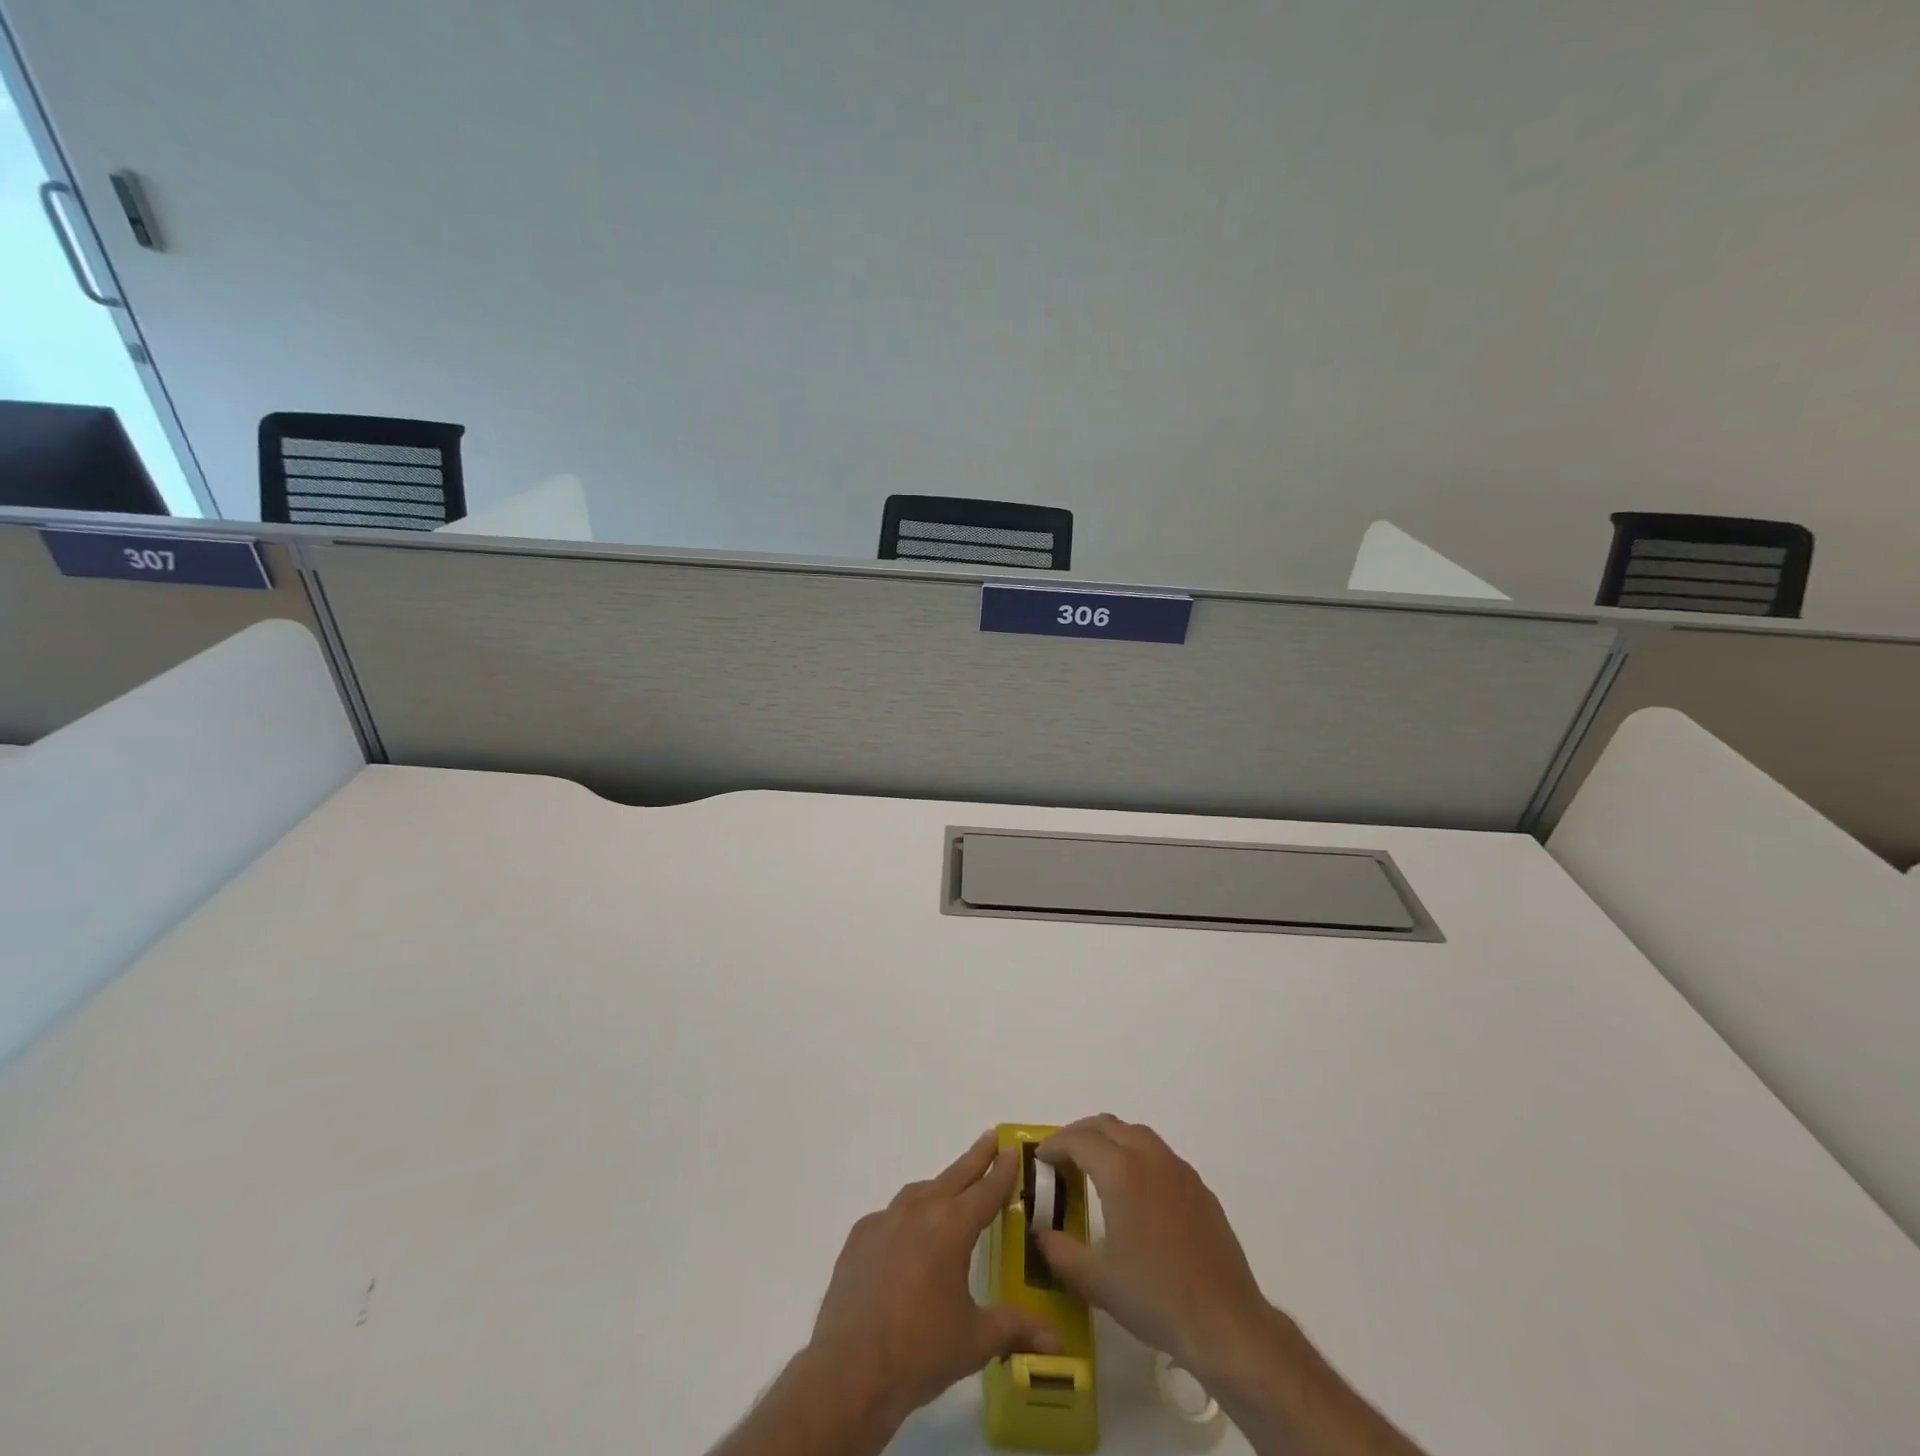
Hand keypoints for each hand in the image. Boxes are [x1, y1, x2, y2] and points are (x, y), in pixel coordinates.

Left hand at [808, 1131, 1061, 1427]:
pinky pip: (890, 1217)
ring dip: (940, 1186)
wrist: (851, 1370)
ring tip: (951, 1190)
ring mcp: (884, 1221)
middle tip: (990, 1138)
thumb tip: (1057, 1341)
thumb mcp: (975, 1341)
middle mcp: (918, 1211)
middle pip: (953, 1177)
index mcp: (951, 1227)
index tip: (1011, 1150)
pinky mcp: (859, 1238)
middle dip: (975, 1158)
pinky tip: (908, 1239)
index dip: (1001, 1172)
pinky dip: (906, 1218)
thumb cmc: (920, 1351)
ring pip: (919, 1192)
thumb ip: (1015, 1329)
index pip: (985, 1191)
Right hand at [1034, 1115, 1269, 1386]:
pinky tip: (1135, 1191)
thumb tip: (1040, 1233)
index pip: (1079, 1140)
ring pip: (1136, 1134)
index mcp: (1121, 1171)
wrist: (1225, 1322)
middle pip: (1107, 1125)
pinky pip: (1159, 1154)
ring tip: (1095, 1166)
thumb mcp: (1096, 1281)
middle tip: (1062, 1157)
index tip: (1040, 1158)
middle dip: (1080, 1134)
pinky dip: (1137, 1155)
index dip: (1055, 1145)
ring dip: (1110, 1139)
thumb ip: (1060, 1252)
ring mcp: (1178, 1170)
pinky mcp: (1199, 1188)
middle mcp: (1149, 1157)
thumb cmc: (1155, 1297)